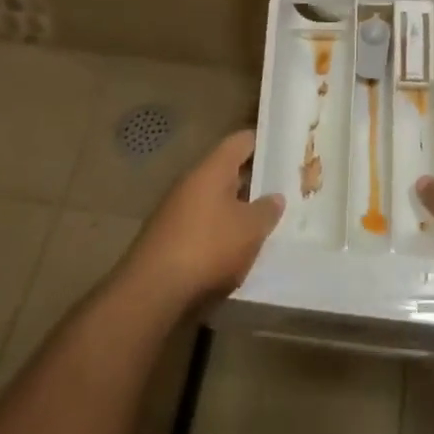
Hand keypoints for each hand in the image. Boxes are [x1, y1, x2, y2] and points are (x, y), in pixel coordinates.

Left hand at [121, 130, 283, 314]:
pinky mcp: (166, 237)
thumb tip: (275, 197)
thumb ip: (267, 210)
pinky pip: (200, 224)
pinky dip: (217, 232)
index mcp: (212, 168)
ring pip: (213, 200)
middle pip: (226, 171)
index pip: (241, 141)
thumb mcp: (250, 229)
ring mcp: (174, 209)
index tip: (283, 153)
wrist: (151, 292)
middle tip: (280, 192)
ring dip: (234, 210)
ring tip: (261, 225)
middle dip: (252, 182)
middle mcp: (191, 181)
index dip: (264, 143)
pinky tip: (232, 252)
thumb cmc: (208, 247)